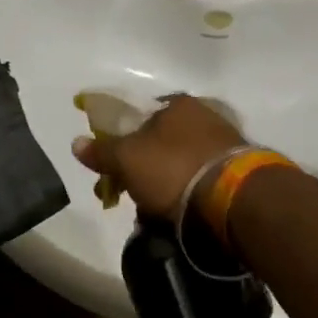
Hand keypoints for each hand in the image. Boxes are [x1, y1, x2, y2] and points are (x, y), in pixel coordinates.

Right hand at [71, 95, 245, 221]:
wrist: (236, 198)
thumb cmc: (174, 169)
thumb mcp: (128, 160)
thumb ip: (102, 151)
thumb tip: (76, 142)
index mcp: (176, 104)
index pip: (139, 116)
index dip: (121, 142)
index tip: (113, 171)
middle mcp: (204, 114)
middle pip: (161, 141)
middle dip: (143, 168)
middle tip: (132, 197)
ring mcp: (226, 140)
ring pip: (183, 161)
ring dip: (168, 183)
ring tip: (157, 213)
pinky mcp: (241, 168)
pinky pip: (204, 178)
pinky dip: (192, 193)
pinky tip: (184, 213)